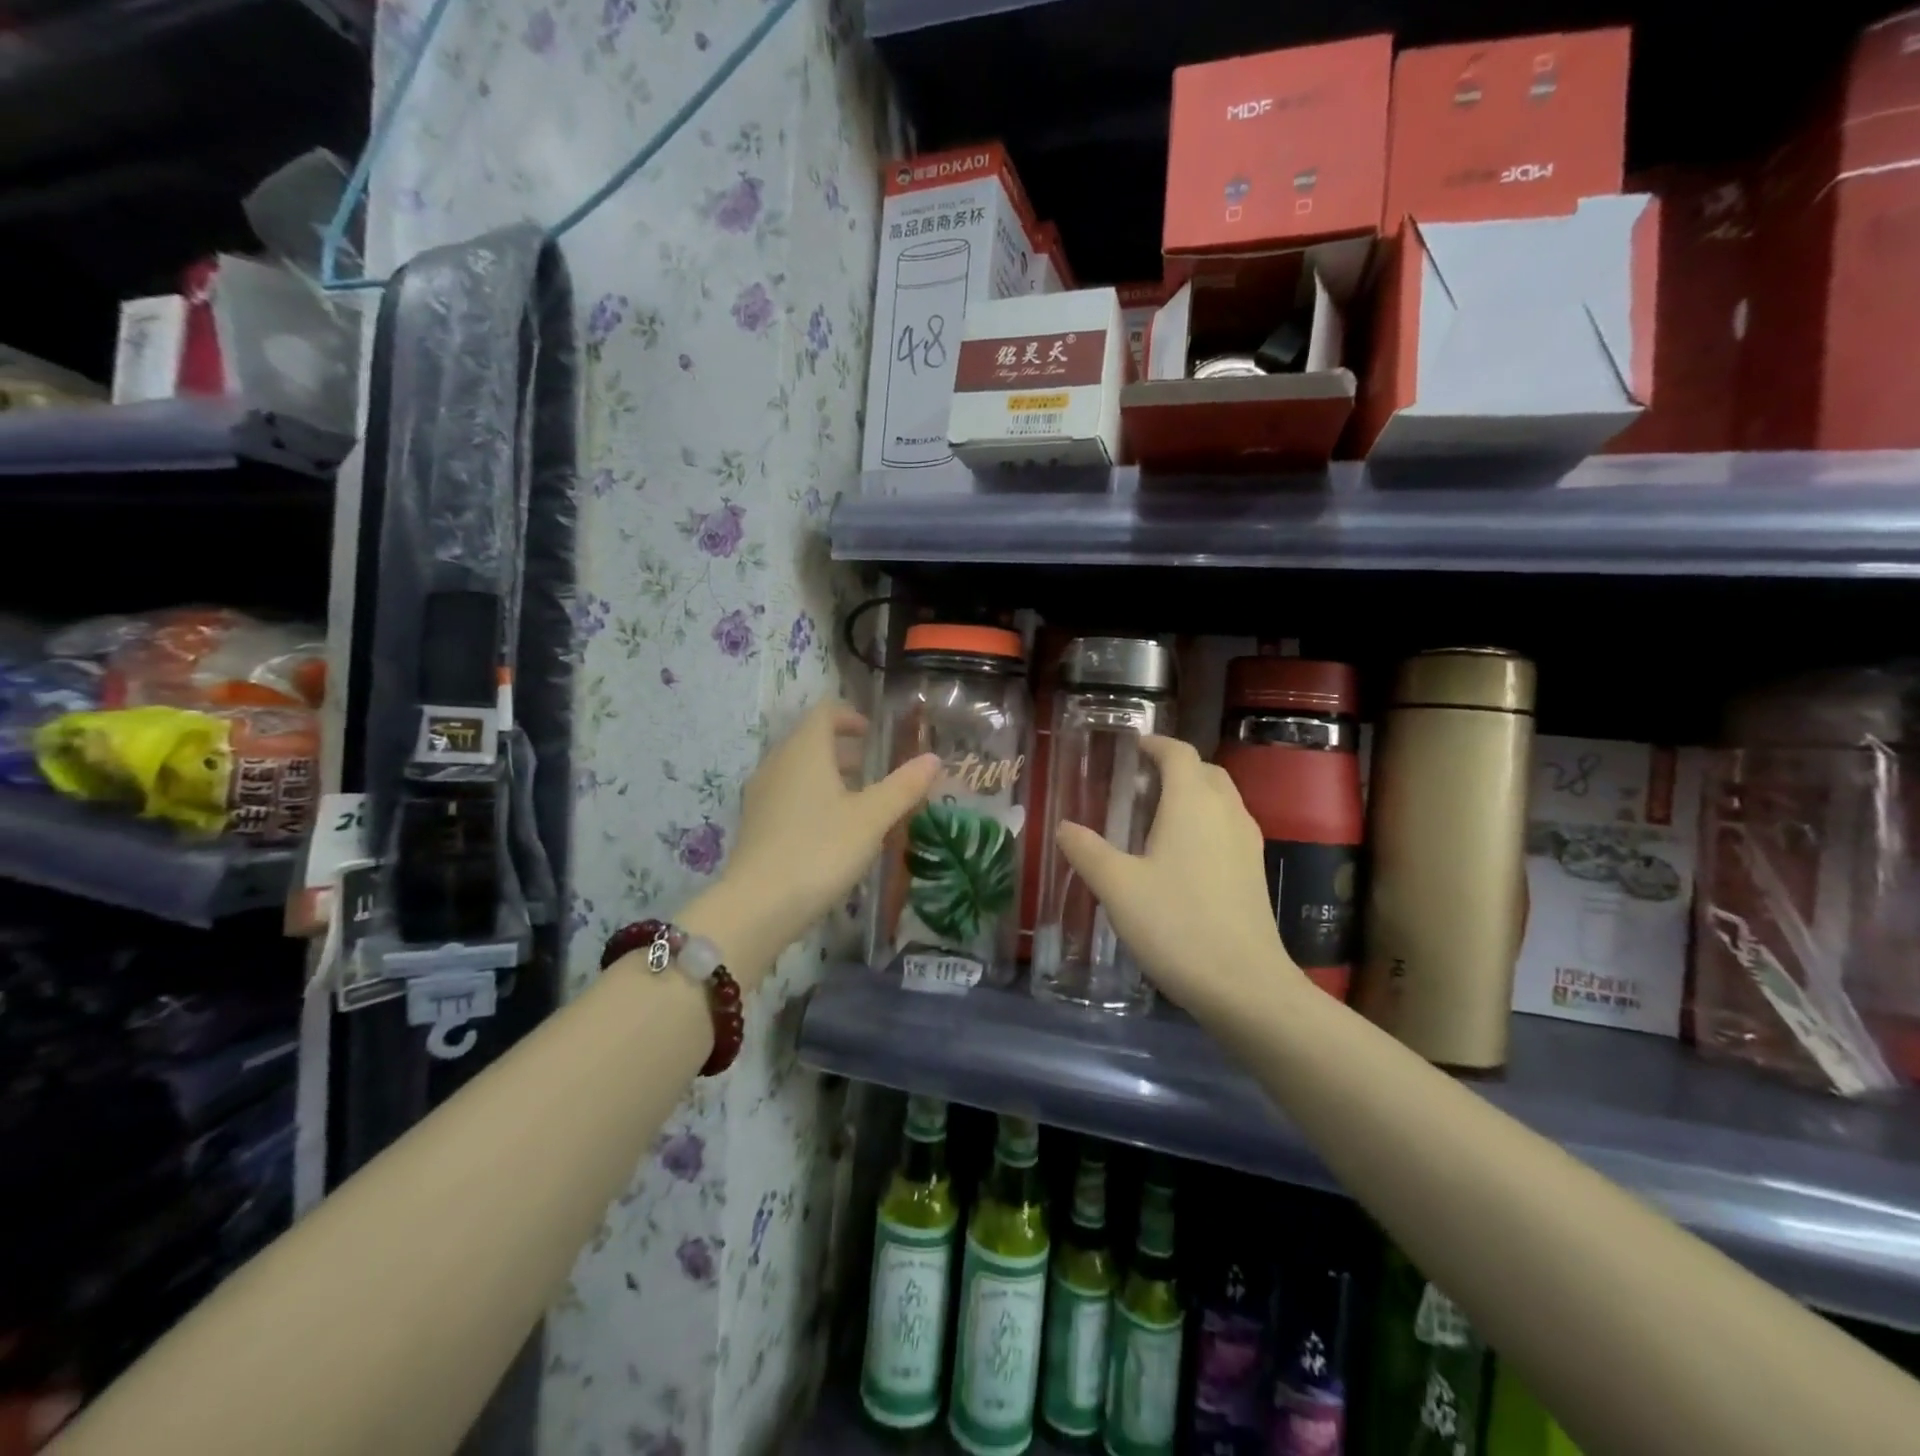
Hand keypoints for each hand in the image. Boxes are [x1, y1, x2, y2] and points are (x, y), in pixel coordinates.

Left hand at [691, 700, 937, 979]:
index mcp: (805, 751)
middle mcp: (777, 764)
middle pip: (809, 741)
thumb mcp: (871, 818)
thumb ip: (903, 786)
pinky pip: (786, 796)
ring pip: (797, 770)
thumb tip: (934, 759)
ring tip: (857, 800)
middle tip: (873, 767)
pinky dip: (811, 798)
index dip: (849, 716)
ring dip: (827, 775)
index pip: (824, 713)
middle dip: (842, 749)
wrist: (758, 906)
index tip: (872, 734)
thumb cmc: (820, 850)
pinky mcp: (754, 825)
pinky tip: (830, 830)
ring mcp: (760, 795)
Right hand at [1055, 735, 1294, 1014]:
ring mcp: (1247, 842)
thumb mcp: (1117, 887)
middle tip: (1140, 781)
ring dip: (1193, 793)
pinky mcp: (1255, 871)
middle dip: (1175, 766)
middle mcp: (1226, 812)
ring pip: (1221, 799)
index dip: (1155, 744)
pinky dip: (1205, 821)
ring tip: (1157, 814)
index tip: (1132, 747)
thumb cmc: (1175, 924)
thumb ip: (1087, 851)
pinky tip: (1181, 855)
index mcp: (1193, 803)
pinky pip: (1228, 826)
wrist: (1244, 984)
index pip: (1179, 753)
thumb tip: (1064, 827)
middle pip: (1205, 771)